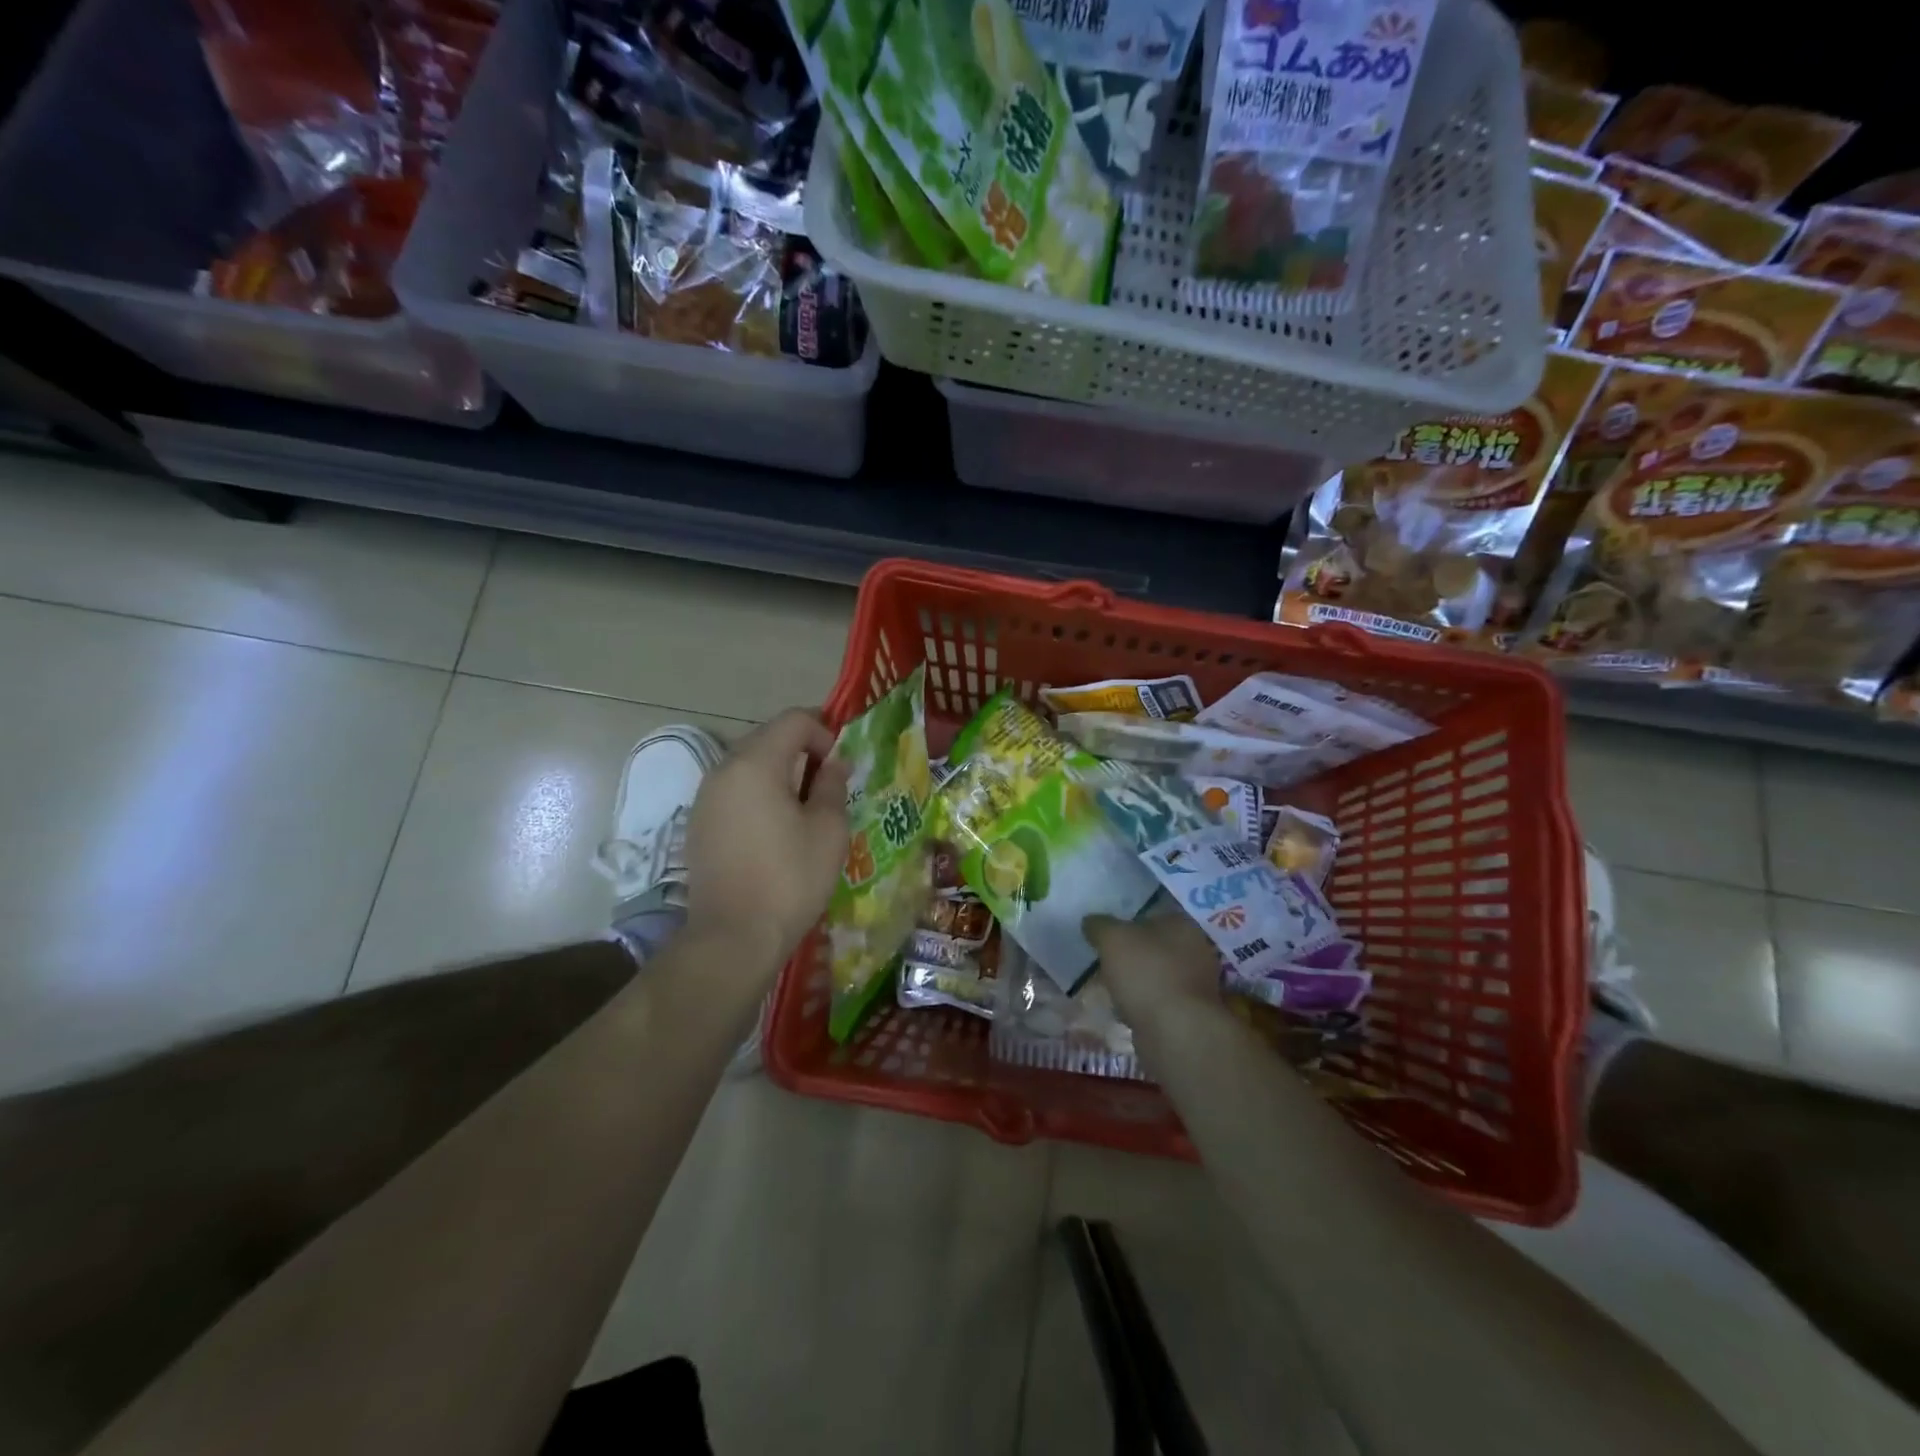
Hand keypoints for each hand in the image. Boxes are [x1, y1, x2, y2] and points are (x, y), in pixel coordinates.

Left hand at [685, 709, 849, 973]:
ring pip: (748, 766)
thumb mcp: (828, 829)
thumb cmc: (790, 878)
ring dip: (779, 773)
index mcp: (755, 763)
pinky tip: (775, 829)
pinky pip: (733, 792)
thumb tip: (834, 763)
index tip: (841, 764)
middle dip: (801, 750)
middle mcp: (723, 770)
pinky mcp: (698, 825)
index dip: (824, 731)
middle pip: (767, 738)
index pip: (793, 720)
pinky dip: (758, 795)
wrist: (734, 937)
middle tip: (828, 783)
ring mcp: (705, 798)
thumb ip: (833, 785)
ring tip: (804, 807)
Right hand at [1084, 908, 1222, 1022]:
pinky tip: (1124, 1010)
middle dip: (1132, 954)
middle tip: (1105, 961)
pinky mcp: (1190, 1014)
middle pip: (1155, 946)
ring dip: (1137, 981)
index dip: (1128, 922)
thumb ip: (1099, 925)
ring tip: (1110, 988)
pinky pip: (1159, 1001)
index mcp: (1182, 925)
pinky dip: (1143, 1004)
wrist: (1174, 1031)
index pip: (1153, 915)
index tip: (1107, 935)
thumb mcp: (1112, 939)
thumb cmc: (1146, 973)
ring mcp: (1196, 984)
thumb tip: (1091, 921)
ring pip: (1157, 975)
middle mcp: (1196, 950)